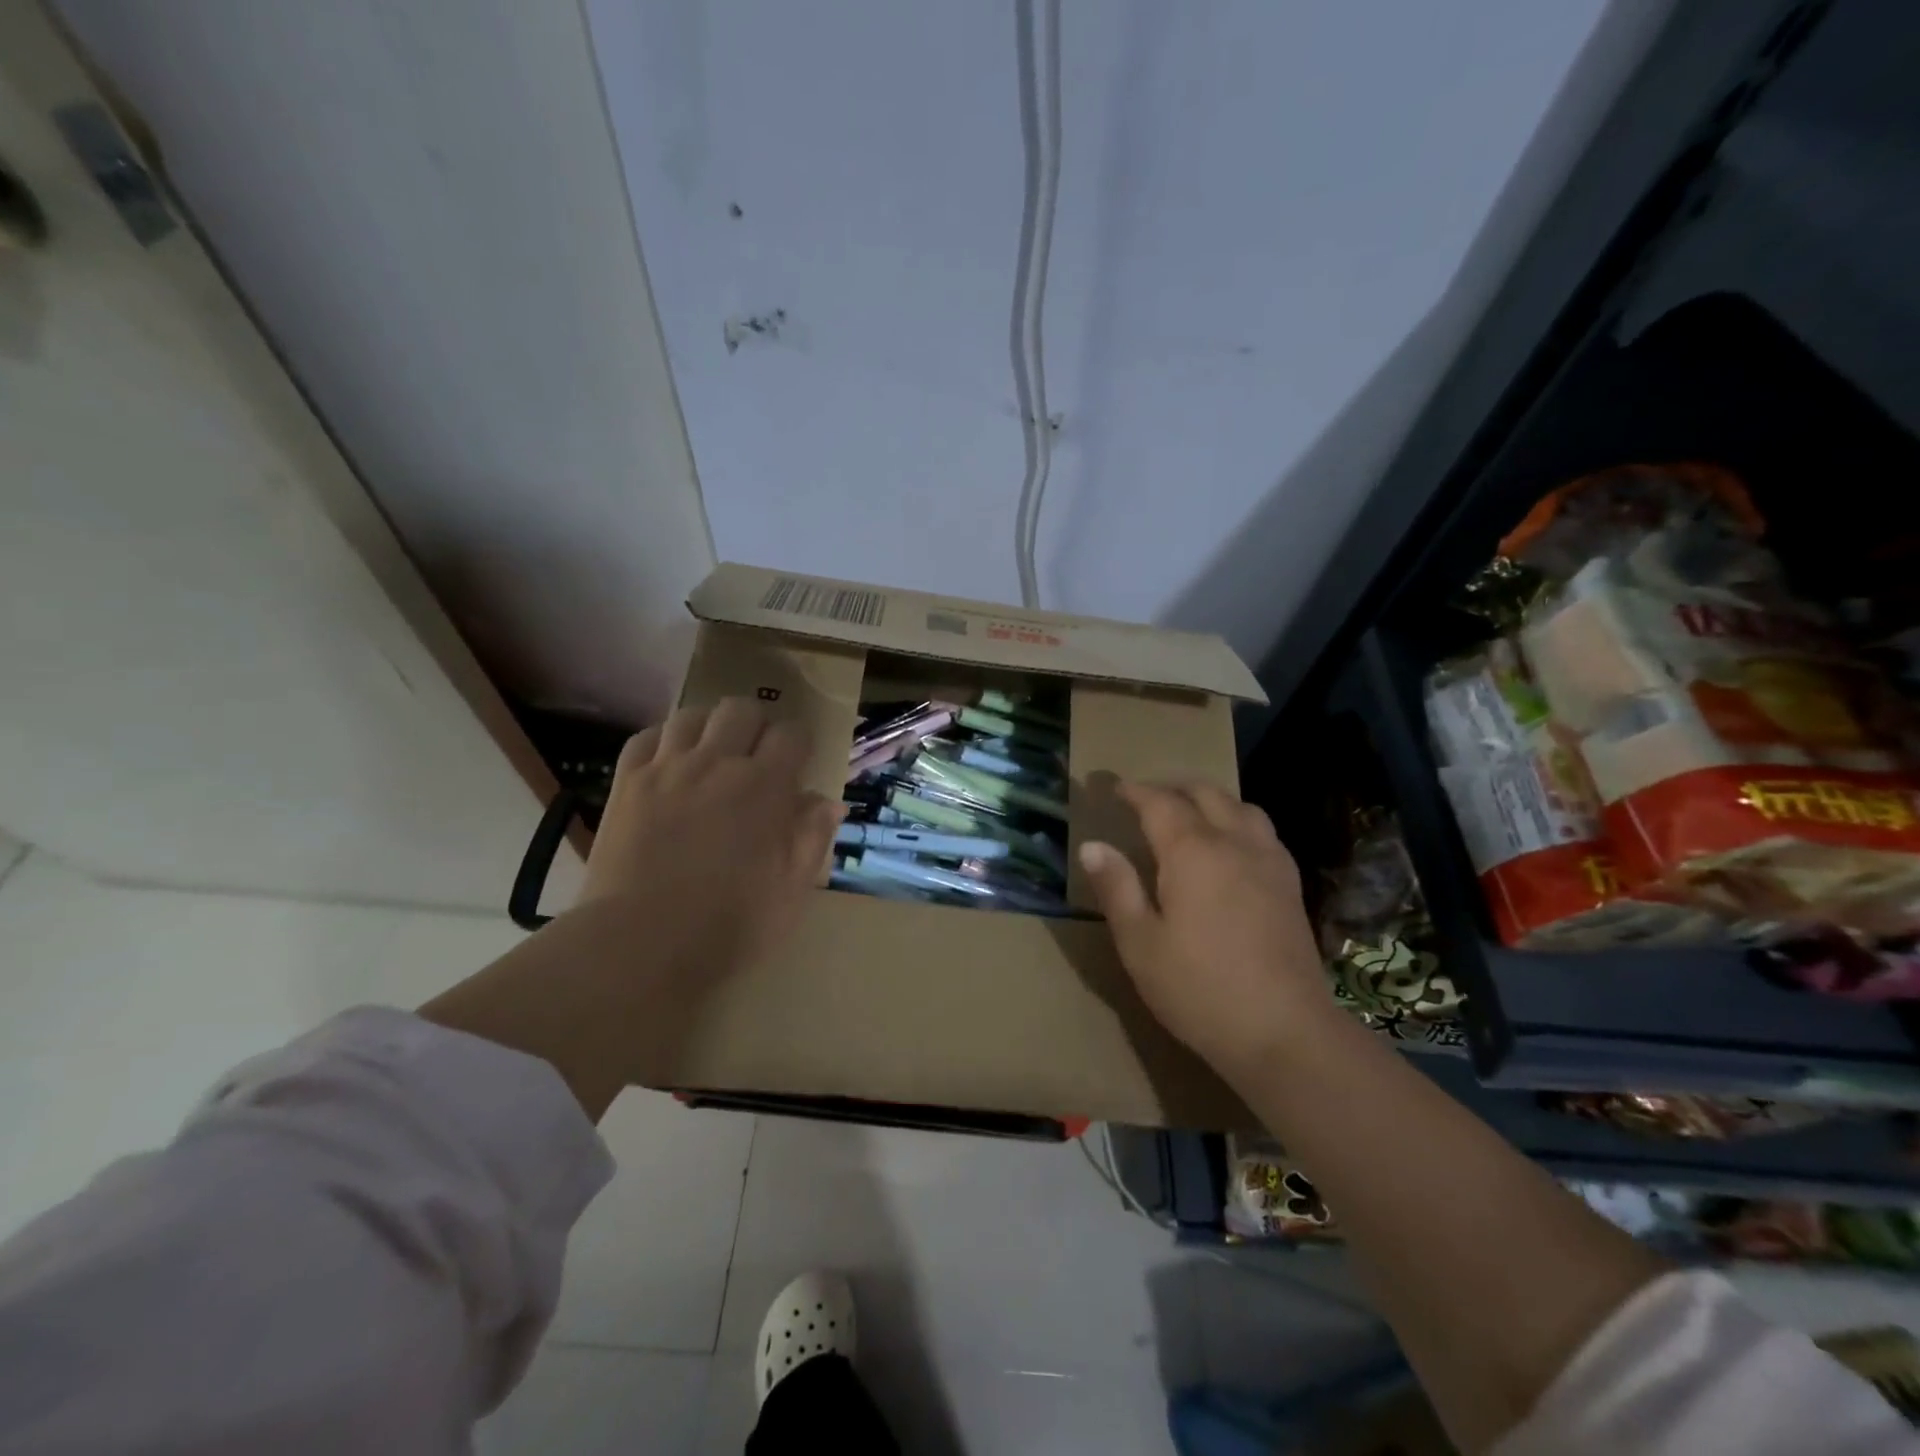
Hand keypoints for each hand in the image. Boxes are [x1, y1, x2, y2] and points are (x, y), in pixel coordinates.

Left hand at [578, 697, 844, 983]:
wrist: (642, 944)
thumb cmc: (730, 925)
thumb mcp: (792, 890)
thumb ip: (811, 838)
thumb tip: (827, 802)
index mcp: (765, 786)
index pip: (791, 734)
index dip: (799, 743)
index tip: (798, 763)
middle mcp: (717, 763)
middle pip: (741, 710)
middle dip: (756, 725)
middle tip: (756, 755)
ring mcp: (667, 769)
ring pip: (692, 715)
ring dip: (710, 727)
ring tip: (712, 753)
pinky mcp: (627, 783)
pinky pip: (646, 737)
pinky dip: (664, 740)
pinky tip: (669, 761)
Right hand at [1077, 781, 1332, 1082]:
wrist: (1285, 1032)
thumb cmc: (1199, 989)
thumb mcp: (1140, 943)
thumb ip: (1117, 888)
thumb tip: (1093, 846)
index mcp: (1192, 852)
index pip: (1160, 803)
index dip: (1135, 791)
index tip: (1116, 788)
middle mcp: (1234, 843)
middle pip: (1205, 794)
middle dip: (1173, 788)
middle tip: (1147, 798)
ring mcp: (1269, 862)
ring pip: (1241, 807)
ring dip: (1211, 799)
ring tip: (1190, 813)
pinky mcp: (1291, 885)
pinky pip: (1263, 831)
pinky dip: (1239, 820)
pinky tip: (1232, 847)